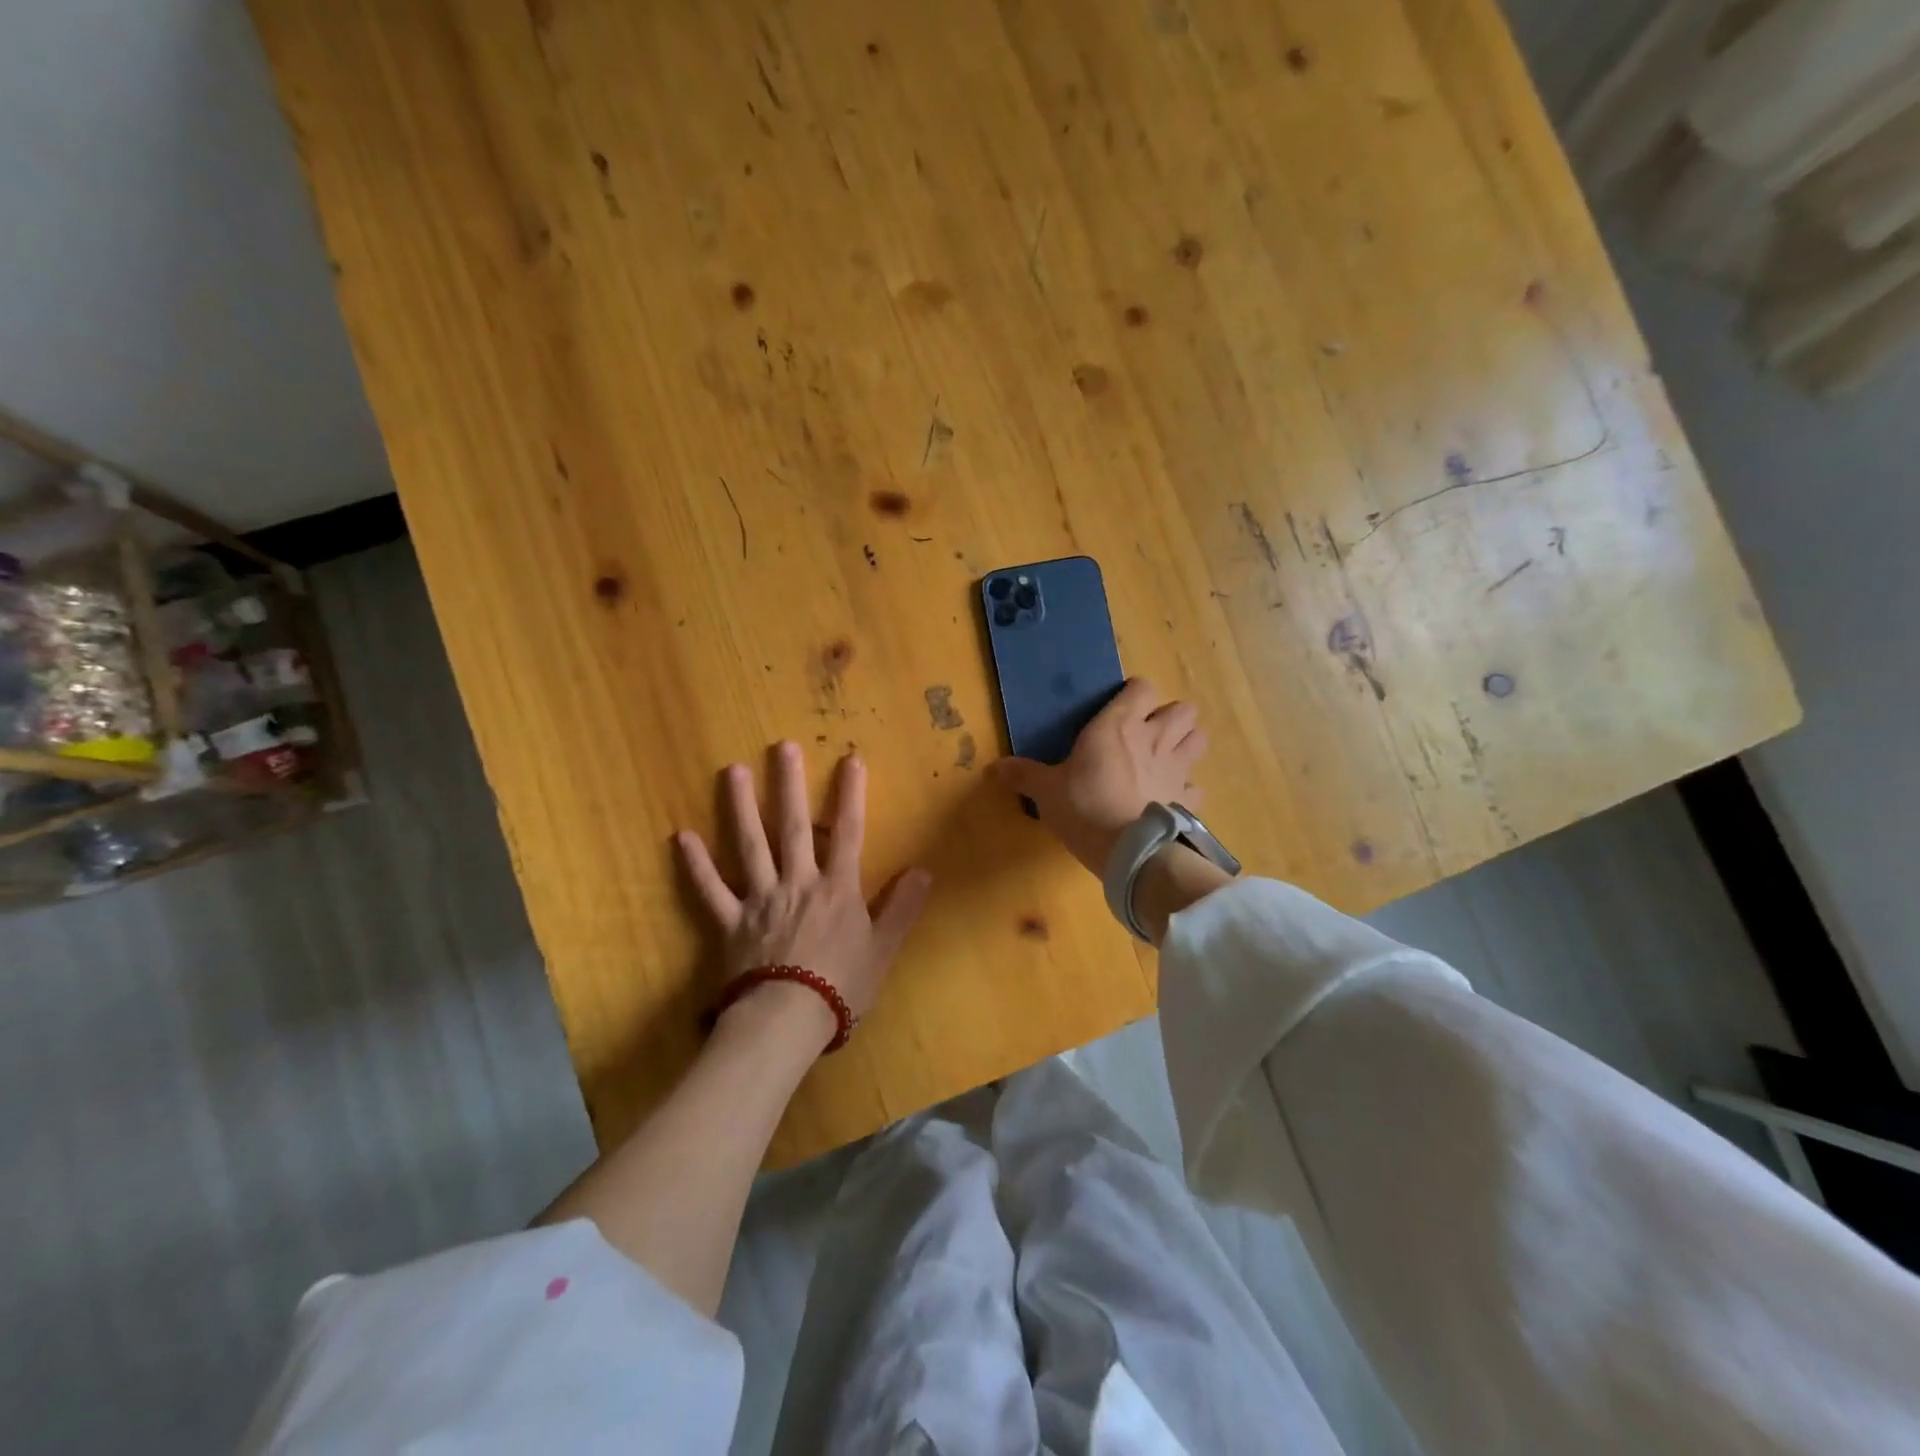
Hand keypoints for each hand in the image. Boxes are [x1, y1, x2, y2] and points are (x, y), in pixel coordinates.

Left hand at [676, 742, 931, 1049]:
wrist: (787, 1020)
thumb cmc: (841, 986)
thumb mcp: (883, 949)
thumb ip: (902, 907)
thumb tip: (924, 869)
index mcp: (837, 888)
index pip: (848, 832)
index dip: (850, 795)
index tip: (850, 759)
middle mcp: (798, 883)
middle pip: (792, 827)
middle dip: (789, 784)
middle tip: (781, 746)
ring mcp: (760, 899)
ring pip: (749, 845)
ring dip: (741, 807)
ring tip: (732, 771)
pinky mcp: (730, 922)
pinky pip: (710, 890)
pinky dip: (696, 865)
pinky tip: (681, 837)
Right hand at [993, 678, 1207, 877]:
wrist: (1129, 851)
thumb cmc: (1084, 808)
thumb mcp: (1046, 792)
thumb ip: (1024, 775)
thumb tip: (994, 768)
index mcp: (1118, 725)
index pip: (1141, 687)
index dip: (1134, 694)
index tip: (1120, 708)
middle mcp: (1154, 738)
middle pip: (1183, 709)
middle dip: (1169, 717)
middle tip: (1147, 733)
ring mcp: (1177, 769)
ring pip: (1199, 738)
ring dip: (1186, 743)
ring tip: (1166, 757)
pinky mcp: (1187, 800)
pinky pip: (1196, 786)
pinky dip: (1187, 790)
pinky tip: (1170, 798)